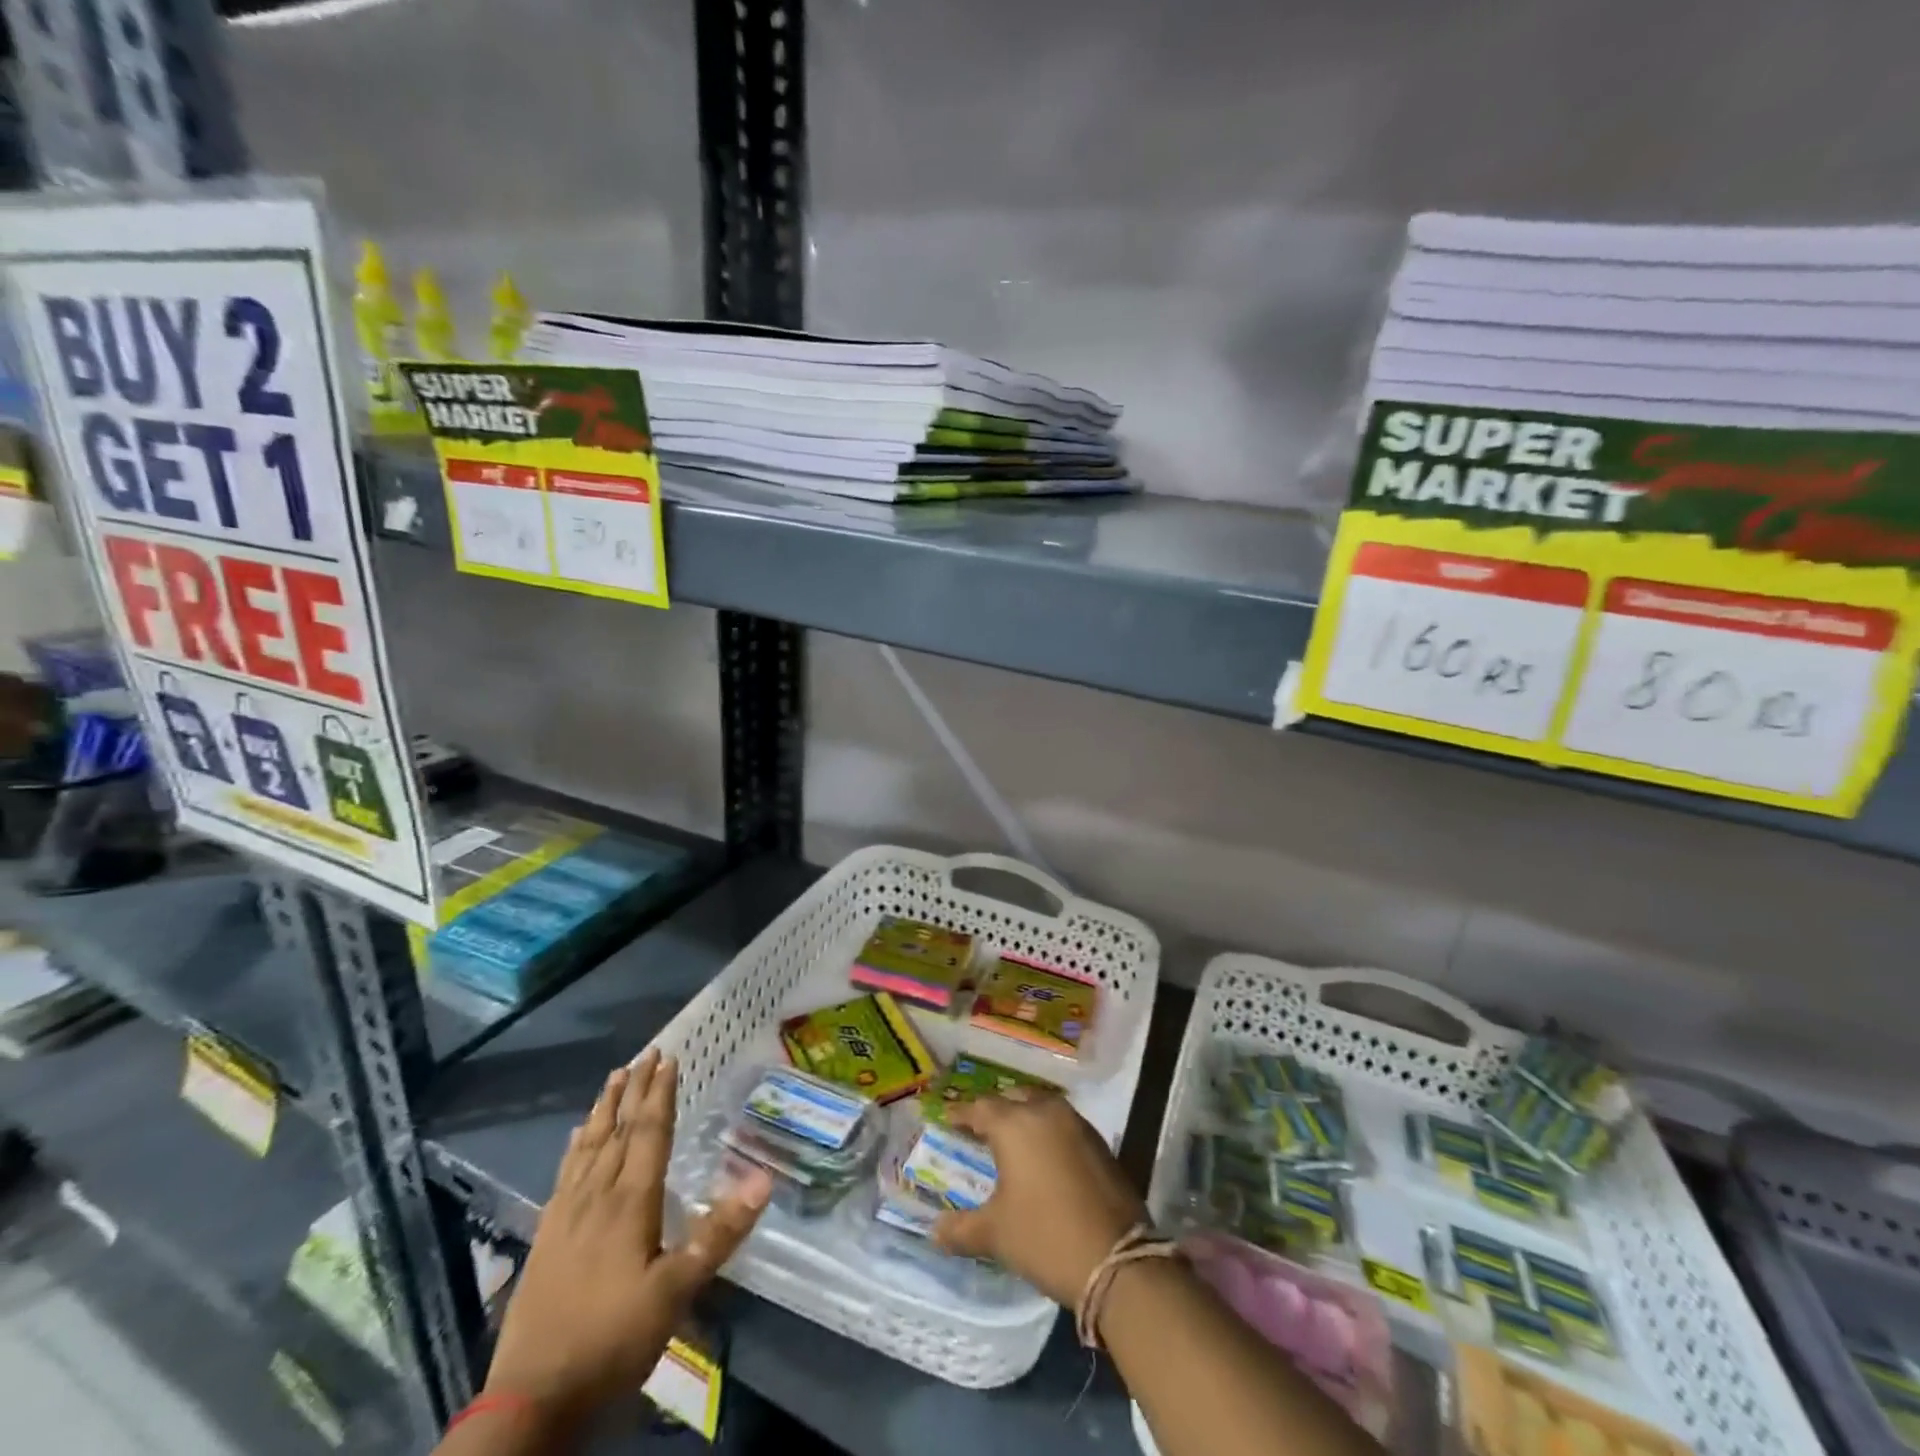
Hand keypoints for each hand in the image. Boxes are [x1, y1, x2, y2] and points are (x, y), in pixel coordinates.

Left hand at [484, 1049, 771, 1423]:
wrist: (530, 1399)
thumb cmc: (612, 1340)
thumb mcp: (675, 1292)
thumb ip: (718, 1233)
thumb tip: (763, 1179)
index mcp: (630, 1202)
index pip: (649, 1134)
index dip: (661, 1094)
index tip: (669, 1058)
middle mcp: (597, 1196)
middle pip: (618, 1130)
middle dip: (635, 1089)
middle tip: (646, 1053)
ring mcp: (566, 1215)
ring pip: (589, 1146)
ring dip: (605, 1108)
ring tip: (614, 1077)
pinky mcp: (546, 1237)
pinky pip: (565, 1174)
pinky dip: (575, 1146)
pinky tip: (576, 1136)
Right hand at [931, 1089, 1146, 1306]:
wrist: (1117, 1259)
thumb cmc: (1045, 1237)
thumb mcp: (996, 1235)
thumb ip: (961, 1228)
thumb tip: (935, 1231)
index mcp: (1014, 1124)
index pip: (980, 1108)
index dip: (961, 1113)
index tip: (946, 1117)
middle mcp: (1045, 1112)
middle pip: (1013, 1099)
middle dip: (995, 1110)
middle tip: (979, 1128)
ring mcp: (1076, 1124)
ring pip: (1042, 1106)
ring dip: (1024, 1116)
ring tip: (1011, 1139)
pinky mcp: (1099, 1142)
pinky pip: (1063, 1124)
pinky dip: (1047, 1131)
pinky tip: (1043, 1155)